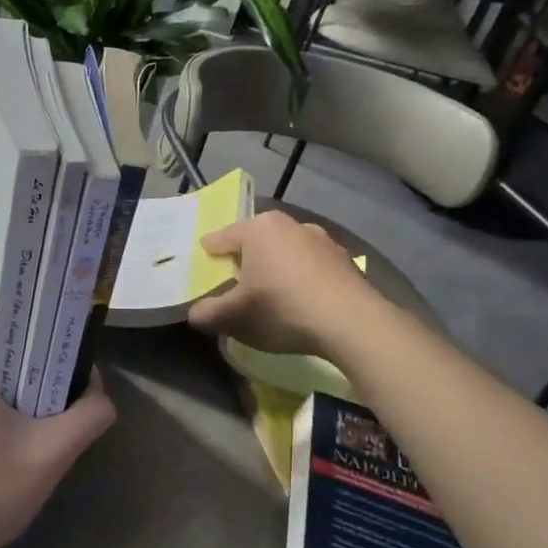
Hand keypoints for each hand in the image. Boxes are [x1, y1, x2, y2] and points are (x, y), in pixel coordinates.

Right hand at [187, 211, 389, 358]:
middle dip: (243, 260)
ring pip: (284, 252)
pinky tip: (300, 302)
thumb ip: (208, 313)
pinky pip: (309, 266)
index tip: (202, 270)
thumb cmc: (282, 309)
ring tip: (269, 294)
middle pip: (254, 241)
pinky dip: (300, 278)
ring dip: (274, 268)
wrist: (352, 323)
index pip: (220, 237)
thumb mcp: (234, 317)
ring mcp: (322, 240)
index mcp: (257, 228)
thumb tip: (195, 313)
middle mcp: (289, 224)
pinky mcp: (344, 260)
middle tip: (234, 283)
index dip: (207, 255)